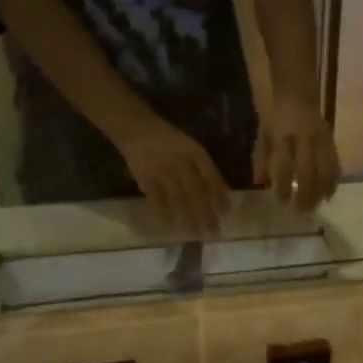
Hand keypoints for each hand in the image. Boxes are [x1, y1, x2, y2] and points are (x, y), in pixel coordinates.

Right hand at [115, 114, 231, 237]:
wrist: (136, 127)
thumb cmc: (167, 139)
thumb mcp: (189, 145)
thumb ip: (202, 166)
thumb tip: (219, 193)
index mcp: (194, 152)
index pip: (212, 176)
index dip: (220, 195)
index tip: (227, 213)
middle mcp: (181, 162)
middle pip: (197, 192)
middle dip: (207, 214)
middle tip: (215, 233)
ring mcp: (163, 171)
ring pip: (179, 199)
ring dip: (189, 219)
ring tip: (198, 235)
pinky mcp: (146, 178)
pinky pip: (157, 200)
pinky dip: (165, 214)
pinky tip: (172, 228)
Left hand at [253, 93, 340, 211]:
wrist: (299, 95)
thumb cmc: (277, 118)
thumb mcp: (263, 135)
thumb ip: (261, 159)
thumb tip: (260, 183)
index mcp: (283, 138)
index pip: (283, 168)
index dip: (283, 187)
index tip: (281, 203)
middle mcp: (304, 141)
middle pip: (307, 173)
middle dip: (305, 195)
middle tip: (301, 211)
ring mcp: (320, 141)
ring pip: (325, 171)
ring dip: (321, 192)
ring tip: (317, 206)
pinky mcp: (332, 142)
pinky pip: (335, 165)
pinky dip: (333, 182)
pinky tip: (329, 194)